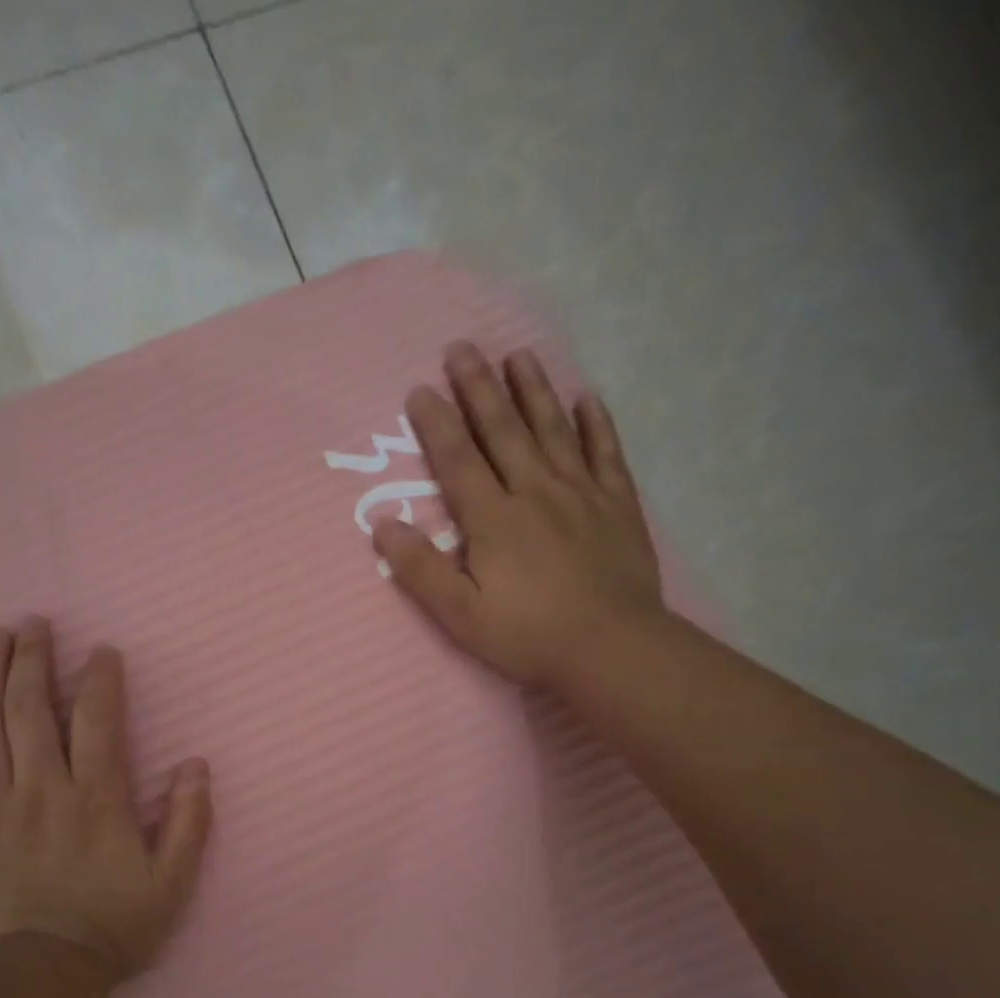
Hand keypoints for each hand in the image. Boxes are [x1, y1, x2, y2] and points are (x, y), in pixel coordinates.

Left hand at [0, 619, 212, 986]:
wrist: (41, 975)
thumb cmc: (112, 927)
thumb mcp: (171, 883)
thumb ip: (187, 822)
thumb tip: (195, 766)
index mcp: (95, 799)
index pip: (97, 720)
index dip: (100, 679)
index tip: (101, 650)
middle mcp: (42, 790)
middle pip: (31, 709)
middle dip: (33, 659)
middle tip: (32, 622)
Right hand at [372, 341, 666, 690]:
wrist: (611, 648)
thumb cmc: (527, 636)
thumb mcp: (460, 614)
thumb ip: (420, 569)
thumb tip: (382, 526)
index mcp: (493, 518)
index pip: (458, 459)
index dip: (436, 422)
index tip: (419, 389)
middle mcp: (535, 491)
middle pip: (503, 430)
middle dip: (479, 387)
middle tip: (463, 347)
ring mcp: (581, 493)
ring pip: (553, 429)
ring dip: (533, 390)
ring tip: (518, 355)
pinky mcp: (617, 505)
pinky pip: (606, 452)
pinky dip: (596, 423)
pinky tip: (587, 399)